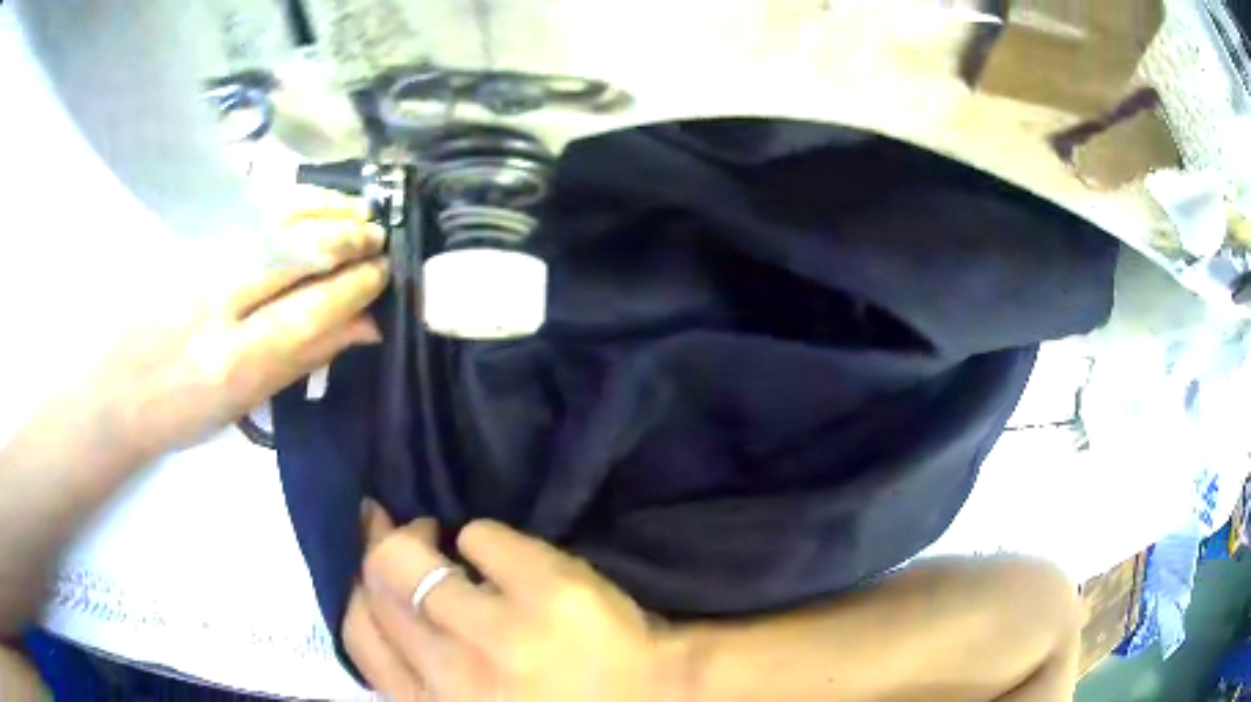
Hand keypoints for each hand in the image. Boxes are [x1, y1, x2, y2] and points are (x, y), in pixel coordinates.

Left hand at [75, 207, 387, 457]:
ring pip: (273, 221)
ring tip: (357, 212)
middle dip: (344, 239)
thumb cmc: (179, 413)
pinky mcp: (189, 240)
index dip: (352, 289)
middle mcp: (217, 303)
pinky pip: (251, 212)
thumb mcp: (242, 403)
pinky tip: (312, 203)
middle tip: (378, 237)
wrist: (115, 388)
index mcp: (233, 362)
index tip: (382, 274)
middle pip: (293, 254)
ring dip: (322, 211)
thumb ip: (302, 358)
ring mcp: (201, 261)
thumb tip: (361, 327)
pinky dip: (290, 204)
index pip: (307, 311)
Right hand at [345, 504, 688, 700]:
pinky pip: (482, 535)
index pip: (360, 636)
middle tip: (402, 536)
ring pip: (409, 557)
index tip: (366, 567)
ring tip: (439, 535)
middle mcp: (455, 674)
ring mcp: (499, 632)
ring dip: (420, 536)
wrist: (660, 699)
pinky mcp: (547, 590)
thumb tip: (386, 603)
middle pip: (378, 587)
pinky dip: (482, 536)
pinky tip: (501, 552)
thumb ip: (426, 674)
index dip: (356, 589)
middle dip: (379, 550)